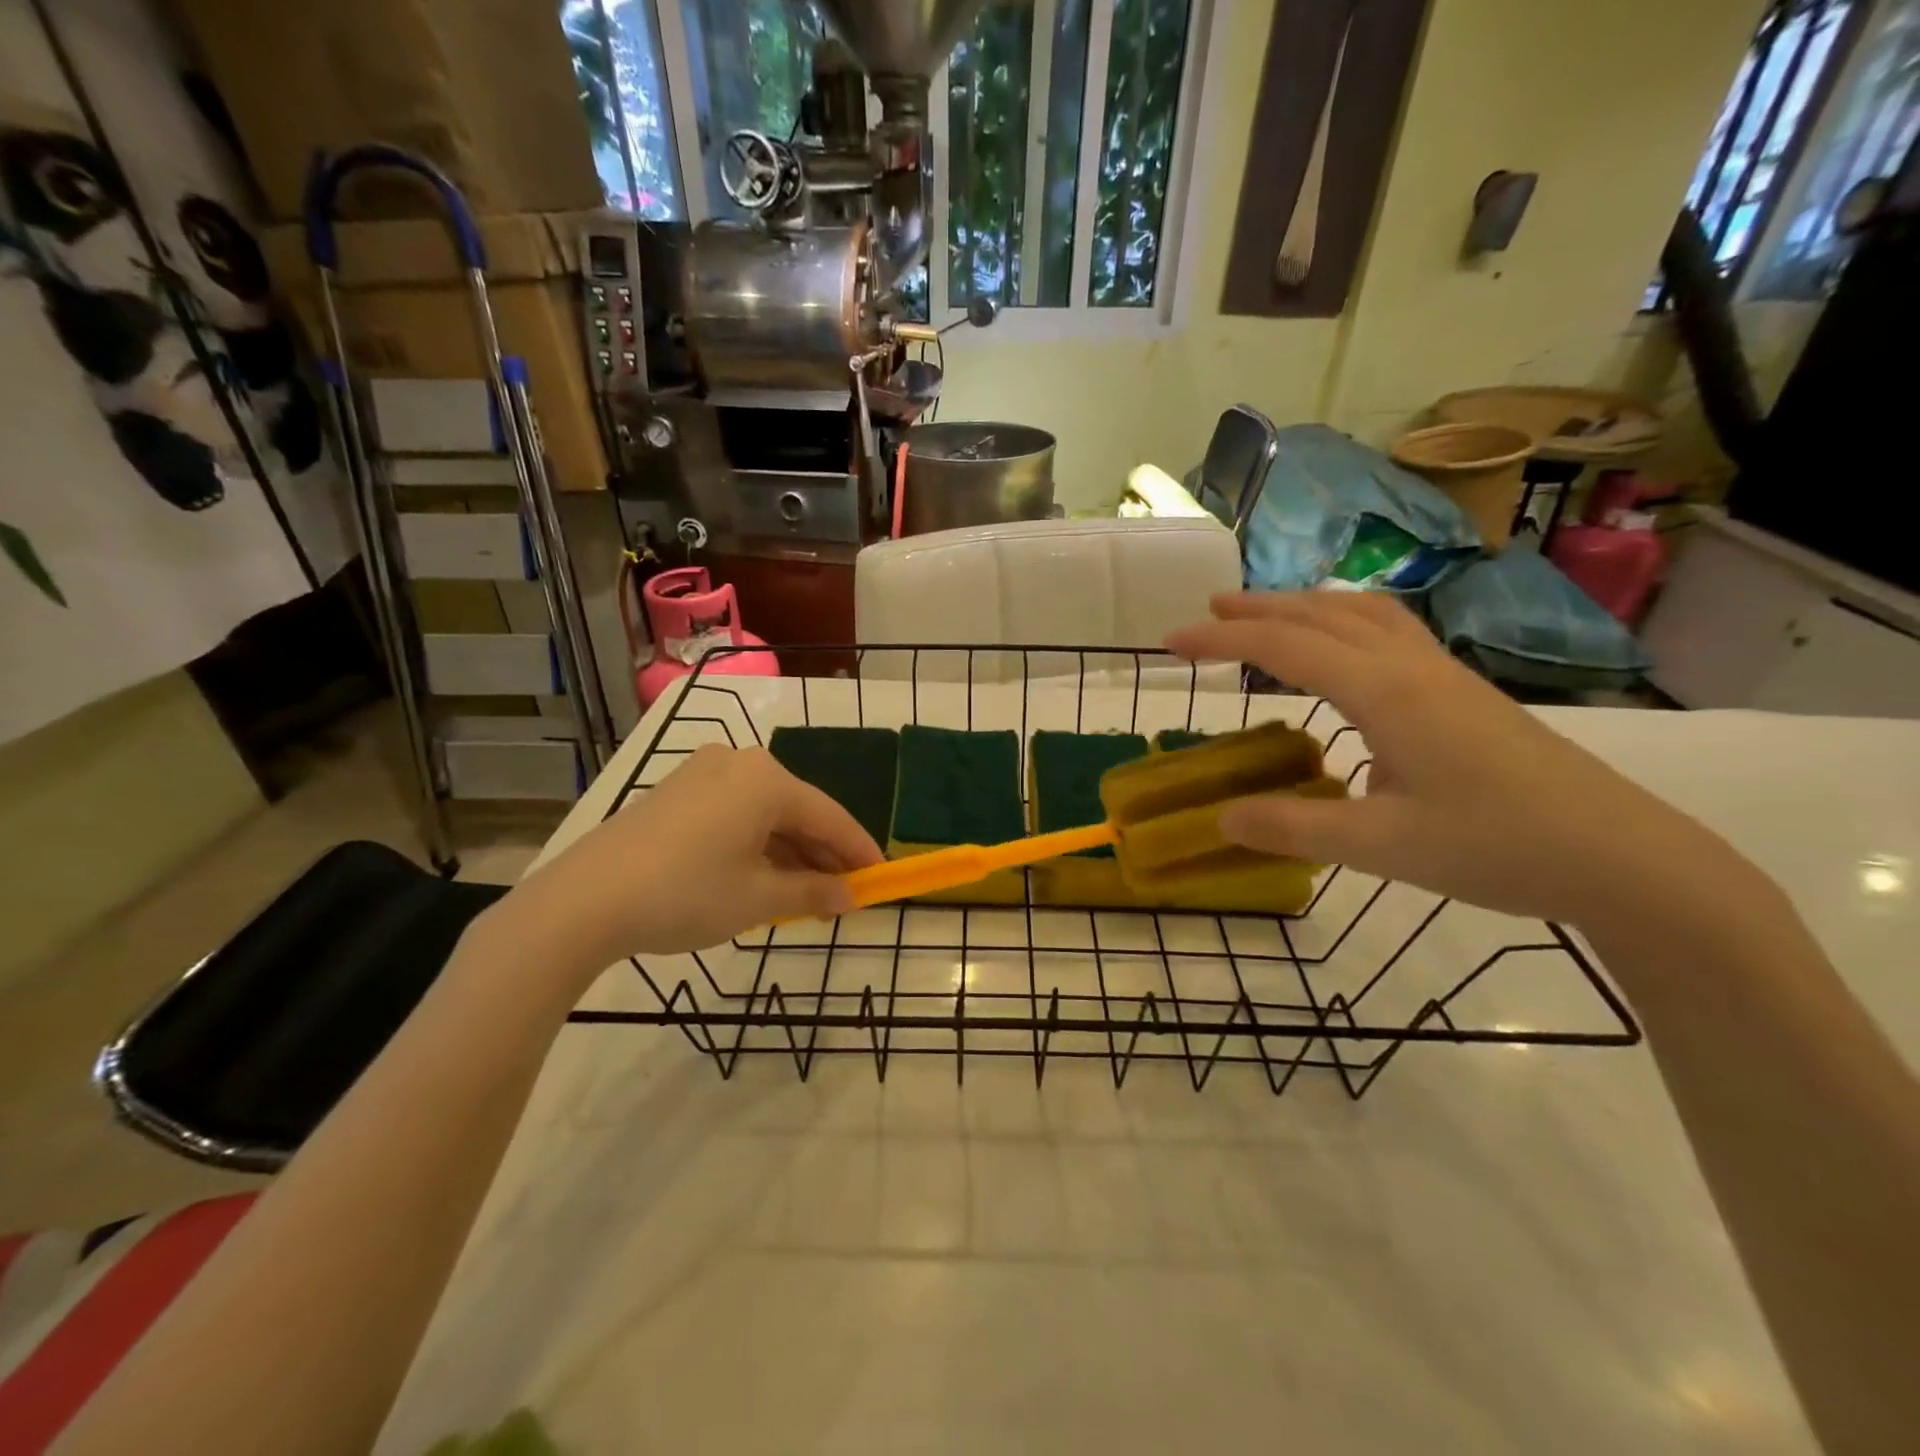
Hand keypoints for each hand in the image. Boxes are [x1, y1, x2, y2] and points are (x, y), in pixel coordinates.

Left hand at [498, 745, 883, 971]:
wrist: (585, 900)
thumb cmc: (686, 893)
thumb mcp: (758, 899)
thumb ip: (812, 892)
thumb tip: (851, 896)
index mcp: (767, 780)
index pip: (830, 816)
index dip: (859, 850)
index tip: (881, 877)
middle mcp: (739, 763)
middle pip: (798, 811)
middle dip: (823, 854)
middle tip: (844, 892)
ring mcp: (703, 773)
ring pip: (764, 813)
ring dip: (789, 851)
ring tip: (806, 893)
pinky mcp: (676, 791)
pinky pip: (734, 814)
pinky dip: (755, 844)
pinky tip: (762, 875)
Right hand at [1165, 592, 1760, 930]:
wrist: (1622, 857)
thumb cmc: (1497, 847)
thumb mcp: (1381, 848)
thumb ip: (1293, 829)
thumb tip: (1221, 818)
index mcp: (1384, 692)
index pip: (1284, 647)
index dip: (1222, 640)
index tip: (1171, 643)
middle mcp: (1410, 667)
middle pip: (1321, 615)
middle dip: (1258, 609)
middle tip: (1207, 612)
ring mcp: (1442, 675)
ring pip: (1361, 614)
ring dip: (1304, 606)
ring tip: (1264, 614)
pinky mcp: (1462, 692)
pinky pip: (1388, 631)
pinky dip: (1343, 621)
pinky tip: (1342, 647)